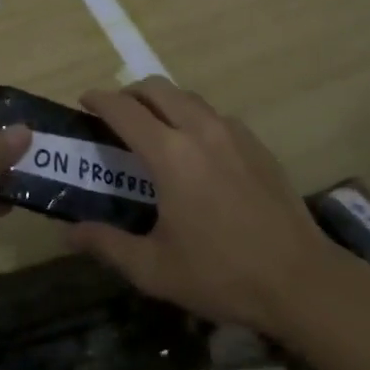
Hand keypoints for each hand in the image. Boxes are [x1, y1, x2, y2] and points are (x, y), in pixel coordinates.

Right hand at [71, 77, 333, 336]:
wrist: (301, 280)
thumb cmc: (221, 275)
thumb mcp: (154, 269)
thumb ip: (107, 245)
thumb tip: (68, 233)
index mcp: (170, 155)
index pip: (124, 110)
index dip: (99, 100)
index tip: (84, 102)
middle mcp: (199, 130)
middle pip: (157, 88)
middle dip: (130, 93)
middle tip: (116, 116)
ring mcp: (232, 133)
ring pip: (187, 97)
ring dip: (163, 102)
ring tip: (153, 129)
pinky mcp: (256, 143)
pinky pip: (214, 115)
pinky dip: (193, 117)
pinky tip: (195, 150)